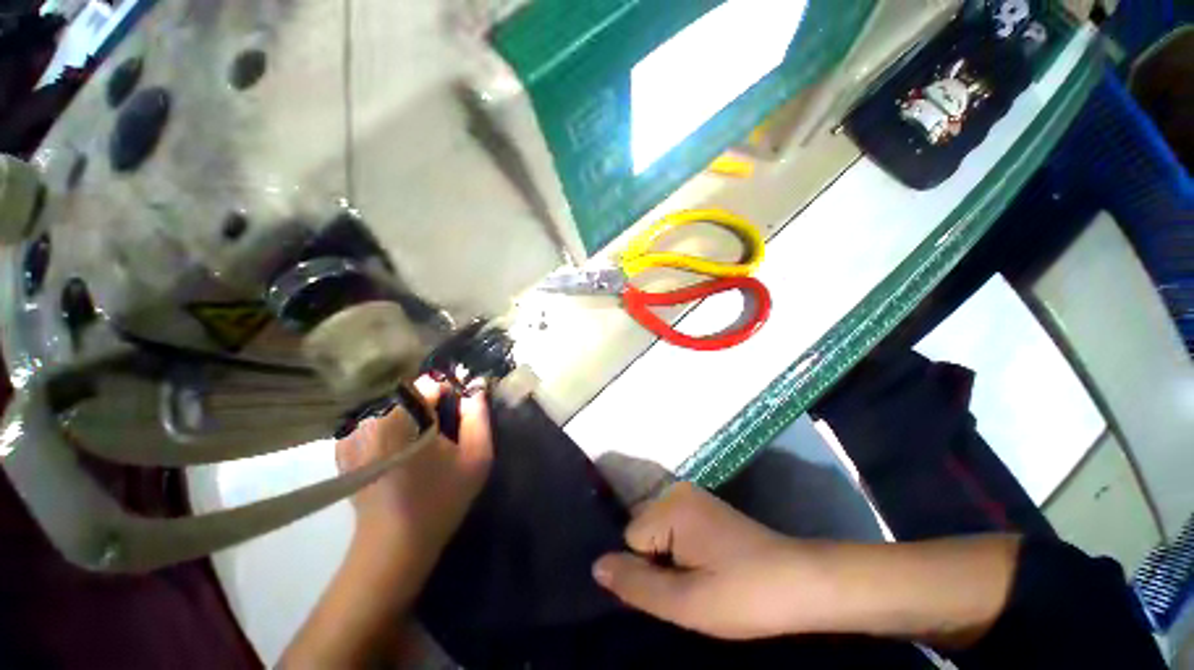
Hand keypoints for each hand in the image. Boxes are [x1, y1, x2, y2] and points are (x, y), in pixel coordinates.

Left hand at [335, 377, 492, 569]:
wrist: (393, 546)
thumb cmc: (440, 499)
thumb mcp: (476, 456)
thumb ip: (479, 416)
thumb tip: (476, 389)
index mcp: (405, 416)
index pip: (431, 382)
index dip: (449, 395)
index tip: (457, 417)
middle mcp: (373, 417)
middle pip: (409, 393)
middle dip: (429, 405)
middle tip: (441, 433)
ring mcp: (354, 432)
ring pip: (392, 406)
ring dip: (409, 416)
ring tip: (421, 444)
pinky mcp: (345, 448)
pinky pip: (374, 422)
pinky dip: (389, 428)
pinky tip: (399, 452)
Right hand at [592, 482, 830, 639]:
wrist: (802, 582)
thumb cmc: (744, 594)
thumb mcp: (687, 602)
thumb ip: (637, 585)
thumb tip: (596, 567)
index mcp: (671, 506)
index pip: (630, 538)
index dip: (648, 572)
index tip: (679, 588)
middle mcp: (677, 491)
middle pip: (641, 529)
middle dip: (655, 561)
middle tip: (688, 587)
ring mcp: (691, 496)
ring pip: (655, 529)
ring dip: (667, 557)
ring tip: (699, 579)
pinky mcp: (703, 507)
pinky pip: (672, 526)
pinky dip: (678, 549)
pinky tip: (705, 565)